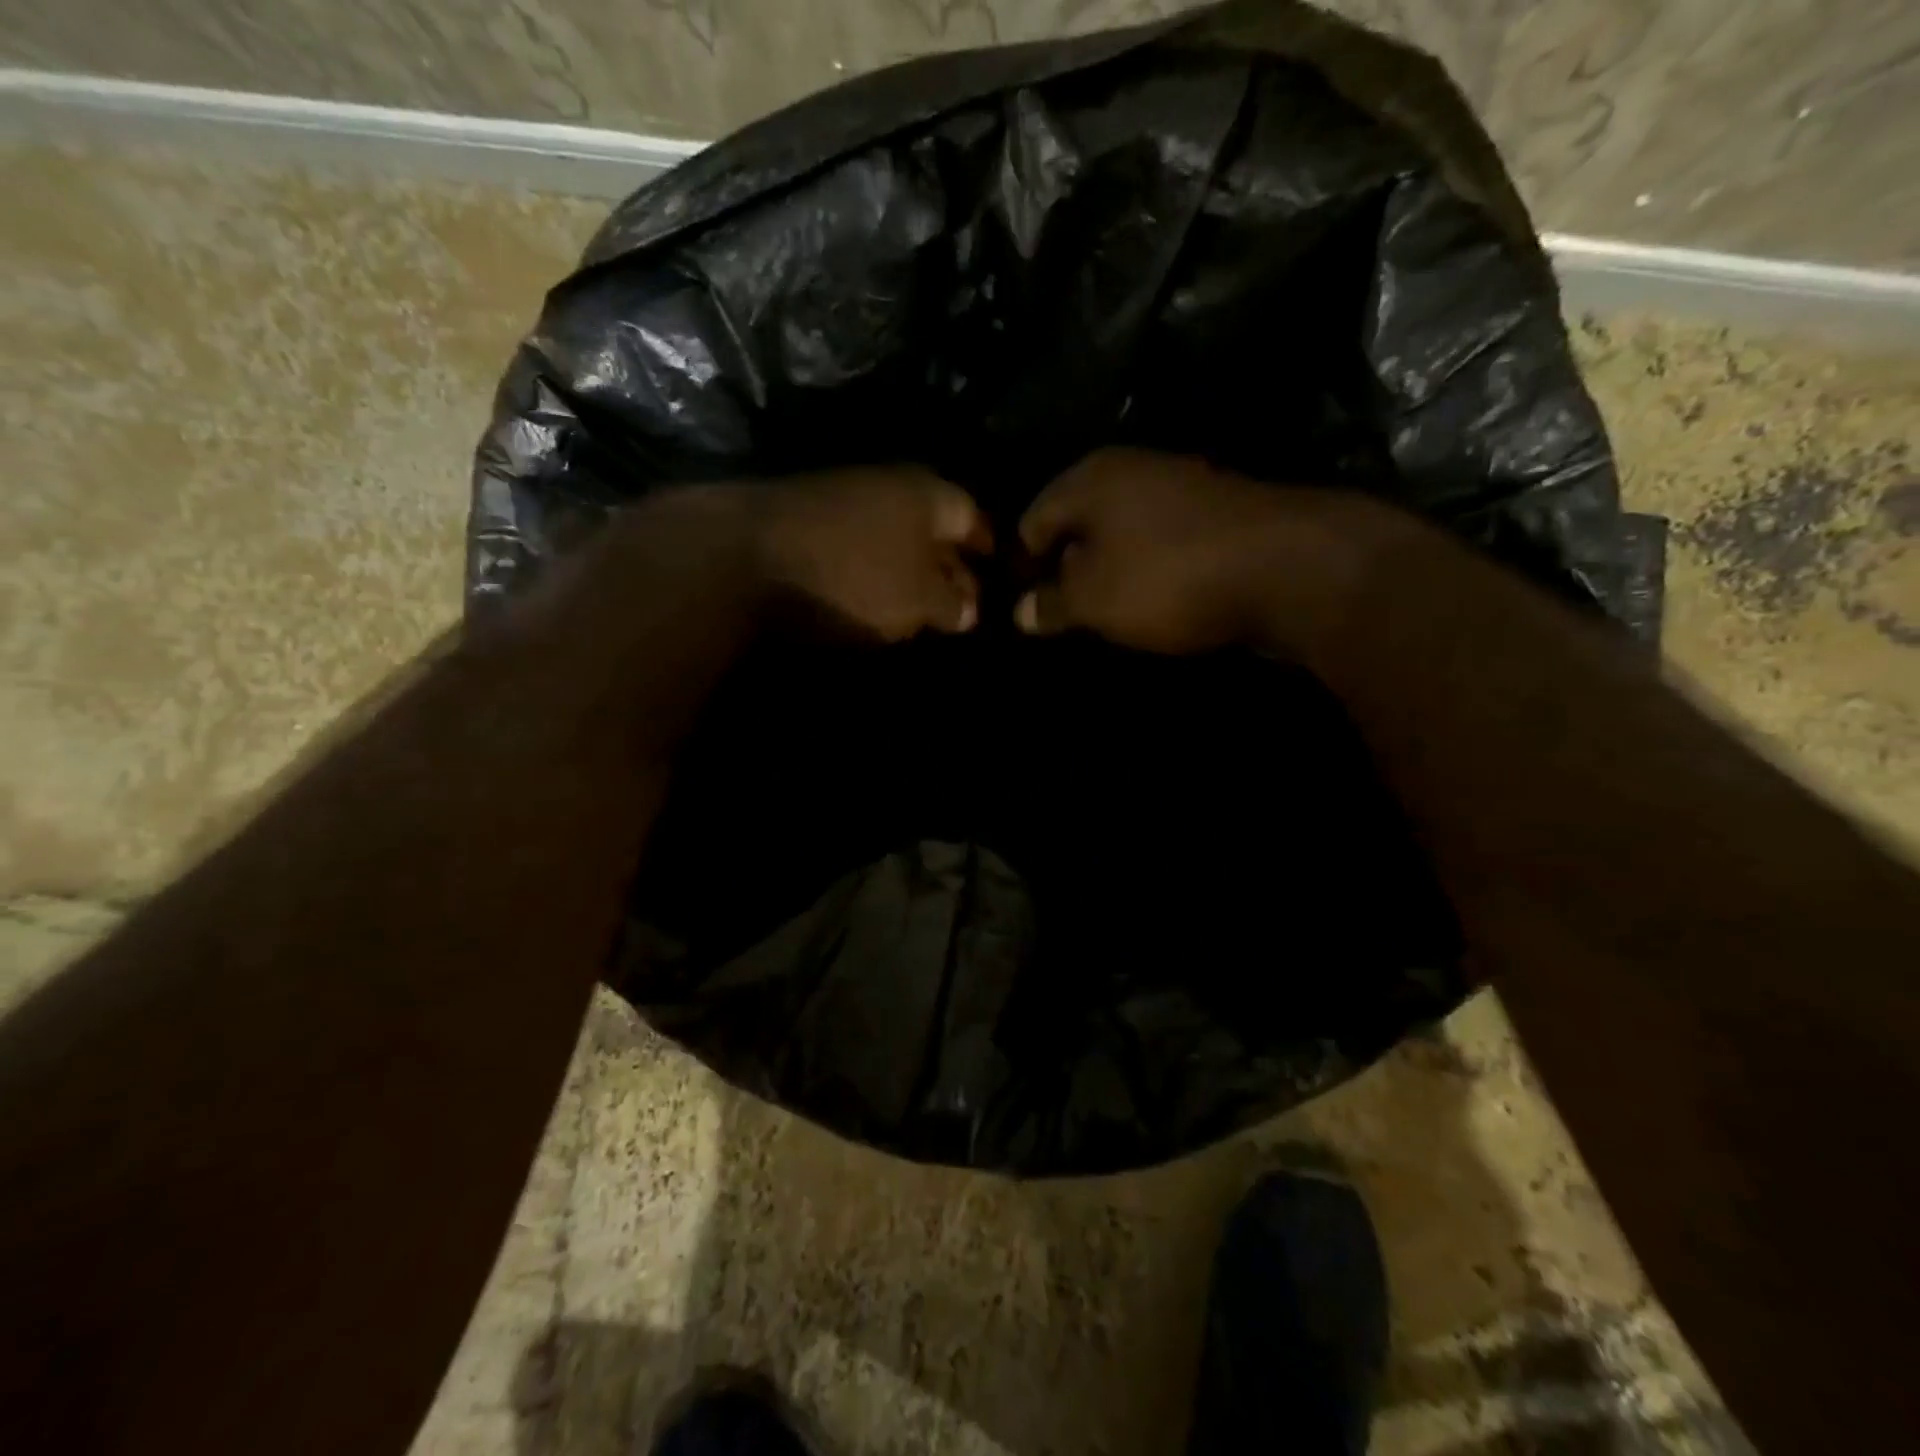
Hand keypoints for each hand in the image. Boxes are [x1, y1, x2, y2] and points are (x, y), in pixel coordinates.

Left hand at [754, 467, 991, 640]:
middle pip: (932, 526)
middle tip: (961, 605)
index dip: (990, 550)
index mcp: (928, 493)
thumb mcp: (918, 599)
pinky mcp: (805, 521)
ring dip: (908, 570)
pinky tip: (871, 598)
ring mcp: (841, 499)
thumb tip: (970, 609)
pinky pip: (857, 547)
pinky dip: (871, 571)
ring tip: (919, 608)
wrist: (744, 556)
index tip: (998, 576)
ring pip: (892, 536)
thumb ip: (952, 603)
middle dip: (950, 564)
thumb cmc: (853, 575)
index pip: (975, 518)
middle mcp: (888, 485)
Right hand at [1015, 448, 1393, 654]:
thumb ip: (1051, 604)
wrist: (1287, 567)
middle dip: (1064, 567)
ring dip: (1107, 570)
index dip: (1020, 565)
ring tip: (1104, 613)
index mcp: (1090, 478)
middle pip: (1077, 521)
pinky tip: (1152, 599)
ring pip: (1120, 531)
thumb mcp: (1094, 599)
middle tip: (1060, 613)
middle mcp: (1131, 469)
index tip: (1023, 606)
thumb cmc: (1168, 577)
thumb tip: (1019, 612)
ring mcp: (1180, 485)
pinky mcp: (1216, 511)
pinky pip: (1160, 540)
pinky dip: (1147, 568)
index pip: (1032, 519)